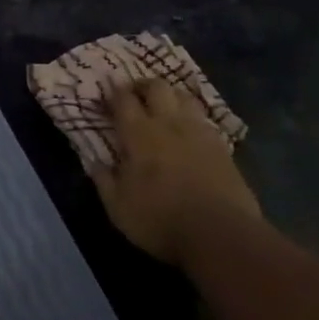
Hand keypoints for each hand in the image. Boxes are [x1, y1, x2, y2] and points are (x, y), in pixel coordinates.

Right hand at [91, 79, 261, 265]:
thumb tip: (95, 163)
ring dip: (171, 96)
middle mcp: (169, 124)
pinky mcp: (223, 148)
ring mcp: (199, 134)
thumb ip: (104, 180)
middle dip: (143, 85)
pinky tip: (190, 130)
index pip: (123, 100)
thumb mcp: (118, 207)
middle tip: (135, 94)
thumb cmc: (160, 219)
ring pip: (185, 97)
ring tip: (164, 107)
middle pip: (157, 87)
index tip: (106, 92)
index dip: (113, 92)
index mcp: (139, 134)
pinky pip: (205, 120)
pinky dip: (193, 118)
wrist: (221, 235)